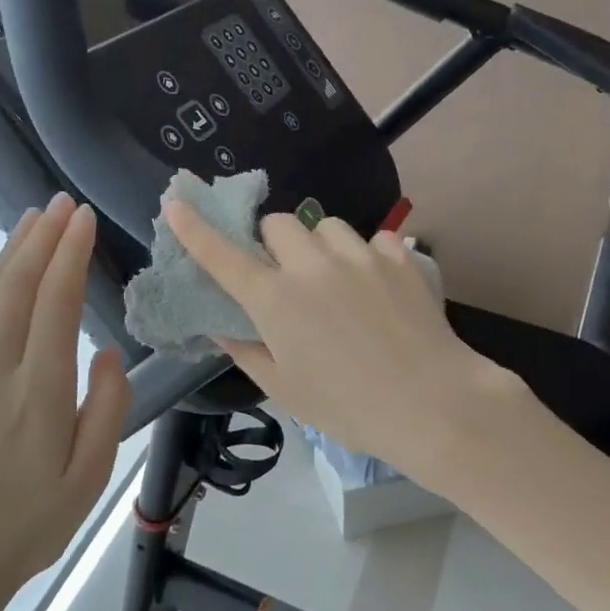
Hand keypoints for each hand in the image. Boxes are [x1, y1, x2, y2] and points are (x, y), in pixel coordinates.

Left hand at [0, 194, 130, 610]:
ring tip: (32, 218)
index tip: (85, 218)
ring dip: (8, 252)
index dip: (71, 255)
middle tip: (63, 203)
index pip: (55, 305)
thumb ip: (106, 410)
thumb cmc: (26, 528)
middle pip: (18, 288)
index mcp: (39, 394)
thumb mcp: (87, 480)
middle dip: (44, 239)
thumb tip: (108, 352)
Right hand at [165, 202, 526, 480]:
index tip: (176, 204)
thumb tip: (219, 326)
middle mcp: (312, 265)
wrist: (432, 404)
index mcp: (276, 300)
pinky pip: (372, 239)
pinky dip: (366, 257)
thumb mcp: (284, 389)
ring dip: (319, 245)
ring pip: (325, 225)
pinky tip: (377, 287)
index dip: (195, 228)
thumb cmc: (348, 406)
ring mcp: (359, 255)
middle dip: (273, 243)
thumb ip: (245, 350)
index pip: (223, 255)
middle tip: (286, 276)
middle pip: (278, 223)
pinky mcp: (398, 256)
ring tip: (336, 280)